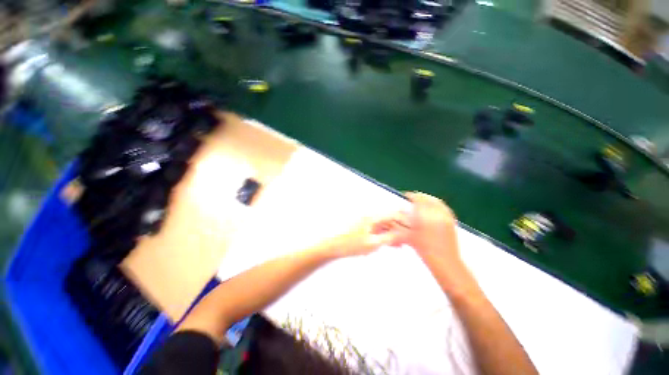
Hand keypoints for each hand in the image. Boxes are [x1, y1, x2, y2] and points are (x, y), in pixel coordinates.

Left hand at [322, 215, 405, 257]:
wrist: (332, 246)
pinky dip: (383, 235)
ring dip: (391, 233)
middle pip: (389, 219)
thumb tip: (403, 233)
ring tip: (397, 245)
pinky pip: (376, 228)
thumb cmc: (350, 244)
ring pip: (383, 224)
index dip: (405, 222)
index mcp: (373, 217)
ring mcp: (365, 221)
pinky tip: (386, 243)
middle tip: (406, 242)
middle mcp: (370, 216)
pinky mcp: (362, 227)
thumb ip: (389, 237)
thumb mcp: (373, 243)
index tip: (413, 231)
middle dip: (399, 229)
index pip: (394, 214)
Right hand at [403, 192, 457, 254]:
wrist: (445, 262)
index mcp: (424, 216)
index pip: (418, 199)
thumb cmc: (425, 250)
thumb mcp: (409, 237)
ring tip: (423, 201)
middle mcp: (436, 213)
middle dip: (419, 196)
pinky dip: (438, 204)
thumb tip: (398, 215)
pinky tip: (434, 207)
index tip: (406, 195)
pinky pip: (444, 208)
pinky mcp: (452, 221)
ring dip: (428, 199)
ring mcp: (445, 216)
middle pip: (427, 199)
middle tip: (413, 198)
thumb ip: (401, 225)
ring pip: (437, 202)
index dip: (411, 195)